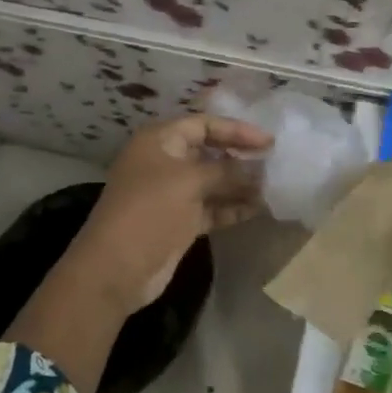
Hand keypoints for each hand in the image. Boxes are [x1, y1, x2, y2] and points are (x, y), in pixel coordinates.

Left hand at [70, 114, 273, 313]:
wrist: (116, 268)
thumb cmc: (150, 210)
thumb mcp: (190, 181)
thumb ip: (228, 171)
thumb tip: (260, 170)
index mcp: (160, 141)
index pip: (204, 124)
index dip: (236, 130)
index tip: (269, 143)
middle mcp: (165, 162)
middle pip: (210, 152)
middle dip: (241, 159)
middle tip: (275, 165)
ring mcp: (172, 193)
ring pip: (213, 182)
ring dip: (240, 185)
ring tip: (273, 188)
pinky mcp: (180, 221)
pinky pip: (211, 207)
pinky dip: (232, 207)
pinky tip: (258, 208)